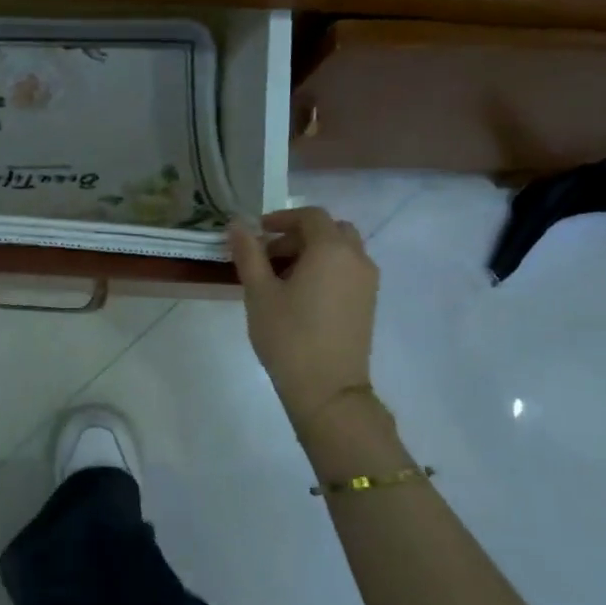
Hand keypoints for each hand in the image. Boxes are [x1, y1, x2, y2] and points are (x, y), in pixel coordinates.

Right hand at [228, 208, 378, 422]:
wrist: (327, 388)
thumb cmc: (288, 336)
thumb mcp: (259, 293)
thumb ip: (248, 254)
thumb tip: (237, 225)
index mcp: (331, 249)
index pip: (310, 216)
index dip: (282, 218)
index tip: (257, 233)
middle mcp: (356, 258)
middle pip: (330, 230)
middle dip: (298, 235)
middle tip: (268, 255)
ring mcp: (367, 281)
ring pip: (341, 250)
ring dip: (313, 252)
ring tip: (281, 277)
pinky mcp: (368, 302)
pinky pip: (347, 270)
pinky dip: (326, 268)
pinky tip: (301, 295)